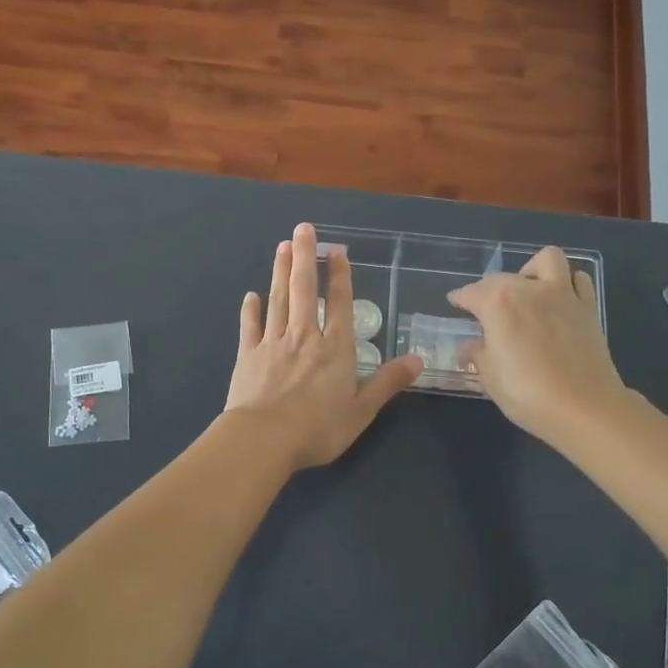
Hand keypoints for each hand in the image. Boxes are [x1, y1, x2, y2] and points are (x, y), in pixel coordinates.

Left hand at [225, 223, 421, 468]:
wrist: (263, 438)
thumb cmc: (318, 428)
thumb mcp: (362, 411)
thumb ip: (387, 382)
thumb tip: (418, 359)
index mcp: (335, 348)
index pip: (339, 303)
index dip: (339, 276)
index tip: (336, 250)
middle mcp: (305, 337)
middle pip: (304, 289)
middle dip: (305, 257)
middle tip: (302, 229)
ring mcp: (274, 343)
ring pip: (278, 300)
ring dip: (280, 272)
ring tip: (282, 247)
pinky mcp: (249, 355)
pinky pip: (251, 326)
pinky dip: (251, 309)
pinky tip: (251, 296)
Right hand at [447, 246, 627, 444]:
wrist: (584, 408)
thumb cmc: (526, 393)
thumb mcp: (489, 377)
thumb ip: (477, 354)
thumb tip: (469, 347)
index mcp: (497, 304)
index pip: (470, 293)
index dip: (459, 298)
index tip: (455, 302)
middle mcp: (529, 289)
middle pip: (501, 277)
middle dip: (488, 289)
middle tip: (485, 309)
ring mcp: (562, 295)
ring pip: (546, 260)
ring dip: (532, 270)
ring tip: (526, 291)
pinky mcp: (588, 308)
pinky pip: (578, 280)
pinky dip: (567, 283)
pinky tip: (558, 301)